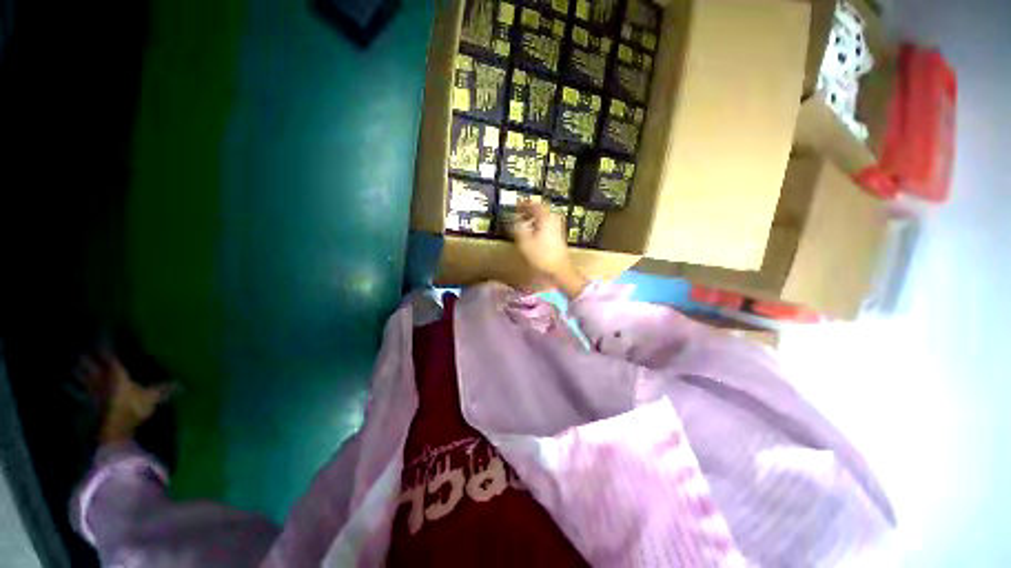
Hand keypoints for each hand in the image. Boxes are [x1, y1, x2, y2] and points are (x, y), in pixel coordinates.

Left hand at [77, 353, 175, 444]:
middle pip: (90, 364)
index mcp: (116, 373)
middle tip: (85, 349)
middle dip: (87, 357)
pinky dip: (77, 387)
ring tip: (76, 365)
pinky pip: (82, 391)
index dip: (106, 345)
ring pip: (83, 376)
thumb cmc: (132, 409)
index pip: (109, 355)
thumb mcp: (152, 399)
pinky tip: (75, 386)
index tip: (103, 335)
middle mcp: (102, 378)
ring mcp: (93, 391)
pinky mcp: (90, 403)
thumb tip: (182, 383)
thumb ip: (164, 389)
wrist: (114, 430)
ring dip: (79, 370)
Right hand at [512, 201, 587, 297]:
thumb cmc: (542, 256)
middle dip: (528, 210)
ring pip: (543, 216)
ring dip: (533, 217)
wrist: (560, 269)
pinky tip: (532, 231)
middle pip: (540, 209)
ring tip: (523, 221)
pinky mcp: (558, 235)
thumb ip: (517, 227)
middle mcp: (553, 219)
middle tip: (518, 212)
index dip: (522, 204)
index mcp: (545, 217)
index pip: (533, 204)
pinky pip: (546, 223)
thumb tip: (512, 219)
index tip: (515, 206)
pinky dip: (538, 224)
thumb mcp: (524, 241)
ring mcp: (557, 227)